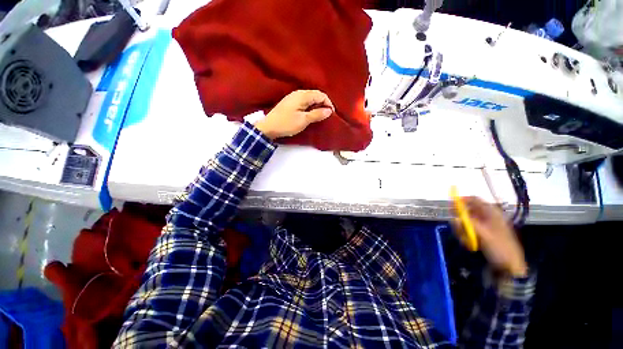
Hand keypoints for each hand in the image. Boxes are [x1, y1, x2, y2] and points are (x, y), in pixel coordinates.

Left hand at [255, 90, 333, 138]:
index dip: (328, 103)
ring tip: (320, 116)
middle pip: (316, 95)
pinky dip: (310, 107)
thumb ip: (317, 114)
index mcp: (302, 95)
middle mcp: (298, 93)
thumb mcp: (303, 120)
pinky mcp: (290, 103)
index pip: (320, 95)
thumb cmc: (287, 124)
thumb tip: (329, 110)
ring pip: (310, 98)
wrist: (269, 127)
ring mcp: (293, 97)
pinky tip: (310, 114)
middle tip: (326, 115)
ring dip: (317, 106)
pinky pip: (304, 102)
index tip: (331, 114)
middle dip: (323, 104)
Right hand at [460, 197, 527, 276]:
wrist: (510, 267)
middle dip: (460, 218)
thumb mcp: (484, 235)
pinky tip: (468, 243)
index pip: (474, 200)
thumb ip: (468, 224)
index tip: (450, 206)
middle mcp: (487, 217)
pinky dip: (465, 235)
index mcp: (491, 213)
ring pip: (465, 221)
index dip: (461, 200)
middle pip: (467, 211)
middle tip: (456, 227)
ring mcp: (484, 226)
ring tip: (465, 239)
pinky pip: (468, 230)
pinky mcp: (481, 234)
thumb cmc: (499, 248)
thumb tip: (454, 218)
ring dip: (462, 229)